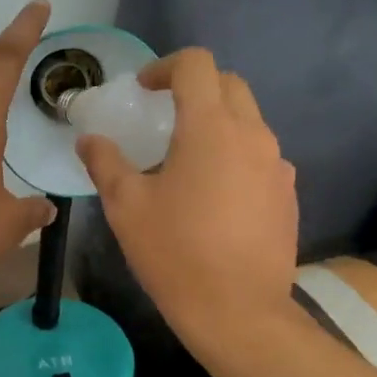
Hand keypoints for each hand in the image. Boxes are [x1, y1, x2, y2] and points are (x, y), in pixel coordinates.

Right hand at [76, 49, 297, 352]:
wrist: (238, 311)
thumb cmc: (174, 252)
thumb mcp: (126, 206)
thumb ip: (105, 163)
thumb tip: (89, 140)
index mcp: (210, 127)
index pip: (196, 65)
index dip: (165, 67)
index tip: (144, 90)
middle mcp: (253, 135)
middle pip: (229, 85)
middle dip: (195, 88)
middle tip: (163, 115)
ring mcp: (277, 166)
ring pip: (248, 122)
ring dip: (217, 124)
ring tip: (186, 161)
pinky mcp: (288, 195)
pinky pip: (261, 158)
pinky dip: (235, 157)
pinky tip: (214, 197)